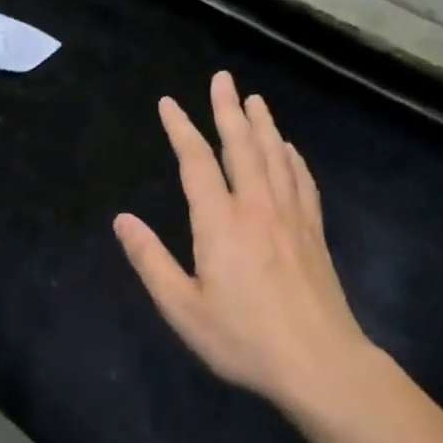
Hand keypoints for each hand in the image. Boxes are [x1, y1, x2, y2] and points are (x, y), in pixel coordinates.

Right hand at [114, 71, 372, 414]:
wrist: (320, 364)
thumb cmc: (244, 339)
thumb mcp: (183, 308)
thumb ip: (150, 260)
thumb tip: (122, 219)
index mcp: (220, 222)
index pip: (197, 162)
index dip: (181, 129)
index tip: (168, 103)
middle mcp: (257, 207)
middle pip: (241, 146)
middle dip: (228, 109)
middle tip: (222, 78)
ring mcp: (291, 216)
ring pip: (275, 156)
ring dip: (263, 124)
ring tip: (254, 99)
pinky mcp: (314, 232)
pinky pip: (302, 181)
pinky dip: (293, 158)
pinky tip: (289, 148)